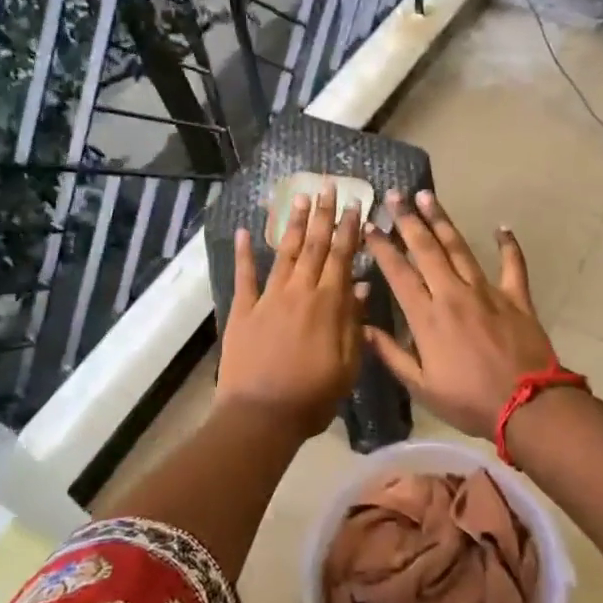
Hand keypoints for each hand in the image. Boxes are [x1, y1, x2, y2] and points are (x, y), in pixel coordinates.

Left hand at [216, 184, 366, 443]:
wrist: (261, 416)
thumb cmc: (312, 397)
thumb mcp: (347, 365)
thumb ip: (353, 322)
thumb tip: (360, 284)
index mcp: (327, 305)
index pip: (341, 257)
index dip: (348, 230)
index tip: (355, 205)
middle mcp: (298, 292)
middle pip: (313, 246)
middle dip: (322, 215)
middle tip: (328, 186)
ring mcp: (267, 299)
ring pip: (284, 253)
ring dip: (292, 224)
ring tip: (299, 196)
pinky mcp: (242, 311)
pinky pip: (244, 276)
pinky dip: (244, 253)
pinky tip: (246, 230)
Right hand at [362, 190, 557, 438]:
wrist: (527, 405)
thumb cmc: (469, 400)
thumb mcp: (421, 386)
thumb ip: (391, 355)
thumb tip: (364, 328)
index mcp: (427, 317)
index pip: (398, 273)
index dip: (382, 247)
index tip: (369, 226)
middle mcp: (453, 294)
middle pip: (426, 249)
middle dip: (408, 220)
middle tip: (396, 195)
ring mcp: (487, 291)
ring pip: (460, 248)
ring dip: (442, 221)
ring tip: (428, 197)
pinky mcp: (516, 297)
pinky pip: (513, 264)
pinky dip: (508, 244)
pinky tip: (502, 227)